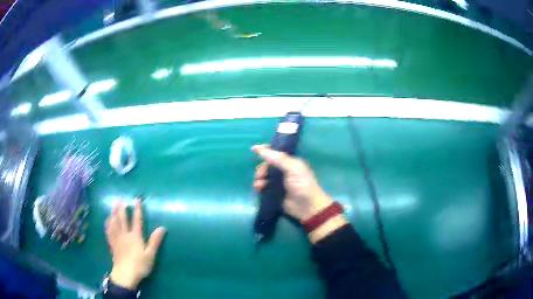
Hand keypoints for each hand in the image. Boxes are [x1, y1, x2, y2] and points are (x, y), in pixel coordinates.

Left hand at [105, 199, 165, 289]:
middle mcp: (125, 235)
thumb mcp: (150, 254)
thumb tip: (162, 227)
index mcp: (135, 236)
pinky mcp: (112, 244)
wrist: (125, 274)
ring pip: (114, 223)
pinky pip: (109, 231)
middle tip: (121, 198)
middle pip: (122, 219)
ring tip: (113, 204)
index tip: (137, 199)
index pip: (137, 220)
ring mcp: (117, 239)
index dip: (137, 209)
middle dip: (122, 208)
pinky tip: (107, 220)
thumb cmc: (139, 265)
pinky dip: (108, 224)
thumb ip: (155, 241)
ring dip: (114, 212)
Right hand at [252, 144, 332, 221]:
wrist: (307, 207)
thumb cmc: (303, 185)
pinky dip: (259, 187)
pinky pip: (263, 186)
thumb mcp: (293, 169)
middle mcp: (283, 170)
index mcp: (290, 162)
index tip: (253, 149)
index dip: (265, 150)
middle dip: (261, 169)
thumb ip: (278, 159)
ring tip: (259, 185)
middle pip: (267, 165)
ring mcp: (278, 182)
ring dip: (259, 179)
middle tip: (261, 175)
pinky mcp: (274, 193)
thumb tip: (260, 149)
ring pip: (263, 176)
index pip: (276, 152)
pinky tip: (259, 190)